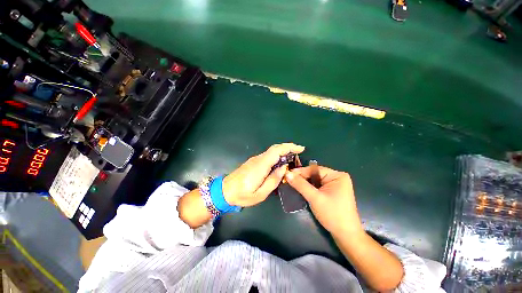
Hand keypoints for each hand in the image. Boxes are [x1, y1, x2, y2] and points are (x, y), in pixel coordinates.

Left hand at [222, 143, 304, 206]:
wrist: (224, 191)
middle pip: (274, 148)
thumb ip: (273, 180)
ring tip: (293, 159)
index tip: (300, 148)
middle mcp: (258, 159)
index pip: (276, 151)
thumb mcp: (260, 193)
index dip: (289, 147)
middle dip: (288, 147)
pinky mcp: (253, 162)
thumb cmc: (242, 195)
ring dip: (283, 152)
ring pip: (271, 151)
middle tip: (299, 153)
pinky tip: (281, 163)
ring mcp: (255, 159)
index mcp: (260, 166)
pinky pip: (268, 156)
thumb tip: (283, 168)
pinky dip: (277, 156)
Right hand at [285, 166, 361, 234]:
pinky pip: (318, 186)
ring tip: (292, 184)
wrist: (346, 236)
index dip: (300, 172)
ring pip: (316, 181)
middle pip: (315, 174)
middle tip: (288, 180)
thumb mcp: (315, 198)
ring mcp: (336, 185)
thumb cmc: (332, 214)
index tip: (287, 174)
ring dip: (305, 183)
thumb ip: (300, 185)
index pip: (314, 169)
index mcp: (337, 175)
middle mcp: (337, 178)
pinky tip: (302, 190)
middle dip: (302, 178)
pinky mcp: (333, 192)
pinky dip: (310, 188)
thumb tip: (287, 174)